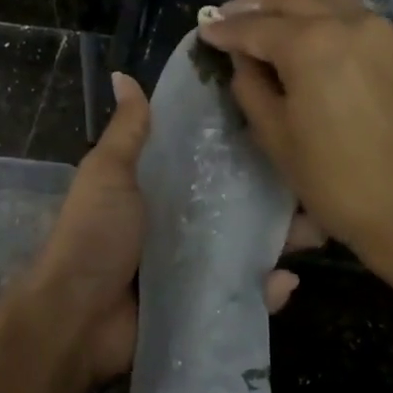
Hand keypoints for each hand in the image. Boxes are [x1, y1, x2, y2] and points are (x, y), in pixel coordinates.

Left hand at [18, 71, 318, 386]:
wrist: (77, 317)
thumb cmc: (94, 236)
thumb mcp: (108, 174)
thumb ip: (127, 131)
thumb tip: (122, 75)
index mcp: (160, 188)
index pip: (210, 159)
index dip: (242, 143)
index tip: (280, 123)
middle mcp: (182, 223)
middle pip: (238, 203)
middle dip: (275, 195)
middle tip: (314, 184)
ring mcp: (195, 266)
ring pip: (249, 246)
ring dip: (282, 240)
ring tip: (316, 231)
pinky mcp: (203, 304)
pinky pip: (243, 293)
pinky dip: (267, 289)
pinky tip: (285, 280)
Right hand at [196, 0, 392, 283]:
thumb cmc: (334, 179)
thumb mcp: (275, 135)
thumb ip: (251, 86)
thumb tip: (243, 60)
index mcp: (312, 43)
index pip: (256, 27)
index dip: (226, 30)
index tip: (204, 30)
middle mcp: (347, 22)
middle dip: (254, 5)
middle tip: (225, 18)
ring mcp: (377, 30)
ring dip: (288, 4)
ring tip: (261, 19)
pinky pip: (349, 13)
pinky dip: (320, 12)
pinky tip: (303, 28)